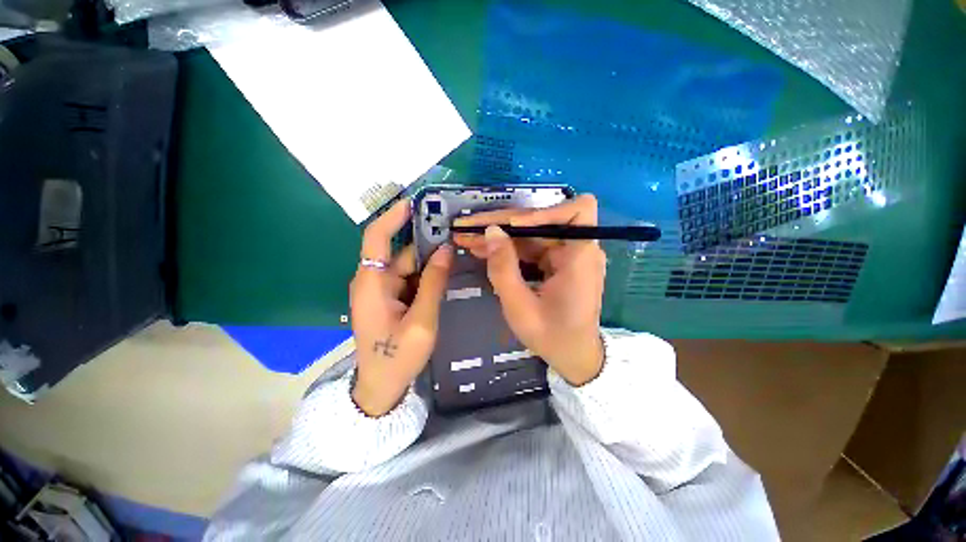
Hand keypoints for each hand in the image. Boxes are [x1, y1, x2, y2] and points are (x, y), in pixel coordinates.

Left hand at [350, 199, 453, 416]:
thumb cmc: (398, 357)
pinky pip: (409, 278)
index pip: (377, 238)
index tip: (415, 202)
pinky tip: (445, 272)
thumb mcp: (422, 320)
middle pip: (399, 252)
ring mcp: (381, 290)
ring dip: (428, 259)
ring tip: (455, 251)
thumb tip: (446, 249)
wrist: (381, 387)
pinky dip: (426, 274)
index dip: (393, 216)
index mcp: (372, 283)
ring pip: (407, 265)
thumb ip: (433, 283)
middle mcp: (373, 281)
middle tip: (453, 232)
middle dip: (424, 241)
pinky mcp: (389, 298)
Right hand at [453, 194, 605, 385]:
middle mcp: (578, 249)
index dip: (544, 211)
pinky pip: (531, 248)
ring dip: (500, 236)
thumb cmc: (552, 337)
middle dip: (503, 224)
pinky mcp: (556, 263)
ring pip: (530, 234)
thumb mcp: (521, 307)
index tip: (511, 226)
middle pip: (540, 222)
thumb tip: (491, 232)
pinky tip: (484, 250)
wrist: (574, 358)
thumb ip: (503, 269)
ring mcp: (566, 255)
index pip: (576, 210)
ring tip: (467, 238)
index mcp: (581, 257)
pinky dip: (508, 249)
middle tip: (468, 228)